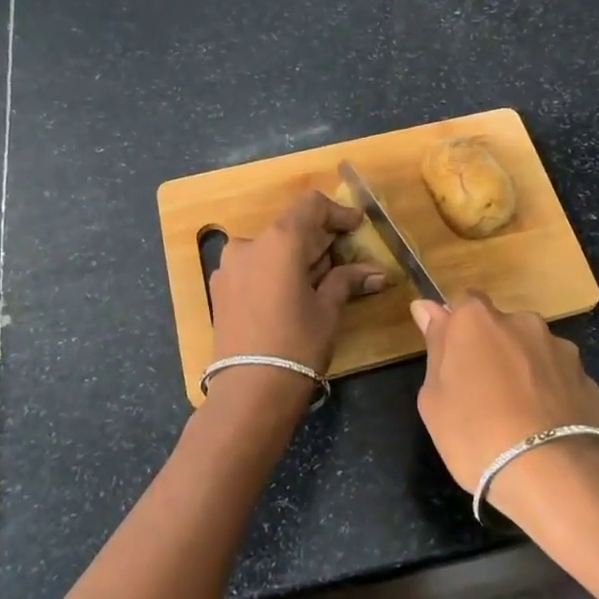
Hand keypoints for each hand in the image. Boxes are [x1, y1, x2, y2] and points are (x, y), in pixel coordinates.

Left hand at [209, 191, 385, 380]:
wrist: (249, 392)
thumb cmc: (297, 344)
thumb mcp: (328, 309)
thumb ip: (348, 280)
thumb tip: (378, 273)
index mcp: (279, 240)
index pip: (311, 206)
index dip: (337, 212)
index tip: (356, 226)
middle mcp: (249, 244)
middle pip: (290, 227)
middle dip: (319, 240)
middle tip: (345, 260)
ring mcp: (229, 266)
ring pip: (271, 248)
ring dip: (297, 257)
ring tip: (320, 283)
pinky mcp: (220, 289)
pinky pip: (254, 268)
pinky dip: (276, 272)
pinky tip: (292, 296)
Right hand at [410, 294, 598, 522]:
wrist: (554, 474)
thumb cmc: (476, 434)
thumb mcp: (434, 398)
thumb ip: (435, 346)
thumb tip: (427, 307)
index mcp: (477, 320)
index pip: (463, 303)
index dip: (457, 330)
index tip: (452, 361)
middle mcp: (522, 322)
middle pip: (501, 327)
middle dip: (493, 350)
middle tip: (482, 395)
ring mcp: (560, 349)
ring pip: (533, 352)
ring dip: (524, 371)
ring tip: (519, 418)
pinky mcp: (587, 378)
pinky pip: (559, 379)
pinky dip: (550, 394)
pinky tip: (545, 430)